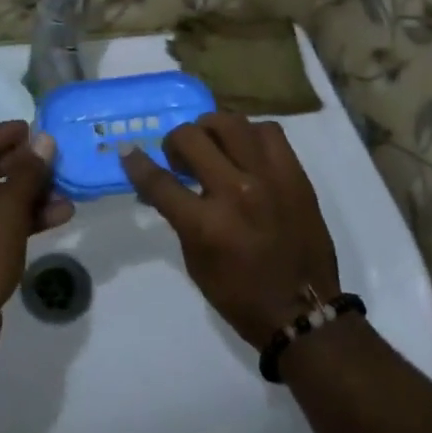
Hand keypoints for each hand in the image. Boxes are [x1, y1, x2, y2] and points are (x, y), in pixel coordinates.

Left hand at [0, 121, 72, 352]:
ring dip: (29, 196)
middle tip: (54, 162)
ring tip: (65, 195)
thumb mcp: (8, 208)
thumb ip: (29, 172)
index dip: (9, 134)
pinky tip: (55, 218)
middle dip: (25, 168)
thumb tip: (44, 140)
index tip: (36, 129)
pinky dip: (20, 219)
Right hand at [123, 113, 339, 349]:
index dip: (136, 163)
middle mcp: (236, 191)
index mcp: (206, 224)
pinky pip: (268, 131)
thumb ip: (179, 216)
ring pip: (230, 122)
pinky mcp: (294, 173)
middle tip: (180, 159)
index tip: (128, 151)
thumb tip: (162, 184)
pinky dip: (249, 135)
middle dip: (175, 142)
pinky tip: (245, 150)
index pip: (159, 181)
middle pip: (192, 137)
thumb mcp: (196, 261)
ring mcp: (269, 177)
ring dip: (210, 130)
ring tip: (212, 146)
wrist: (303, 310)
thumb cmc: (241, 294)